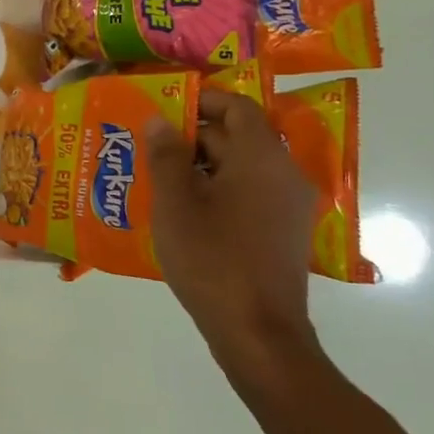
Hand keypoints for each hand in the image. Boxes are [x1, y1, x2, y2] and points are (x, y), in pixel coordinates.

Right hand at [146, 88, 321, 386]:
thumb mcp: (176, 204)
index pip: (238, 107)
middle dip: (192, 137)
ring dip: (200, 166)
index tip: (163, 107)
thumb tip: (160, 120)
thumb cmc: (212, 259)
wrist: (257, 333)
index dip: (201, 100)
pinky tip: (180, 211)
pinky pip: (247, 195)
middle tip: (147, 146)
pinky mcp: (281, 233)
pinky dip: (215, 191)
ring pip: (240, 168)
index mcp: (262, 158)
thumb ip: (166, 156)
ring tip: (155, 178)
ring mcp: (287, 206)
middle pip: (238, 137)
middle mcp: (283, 174)